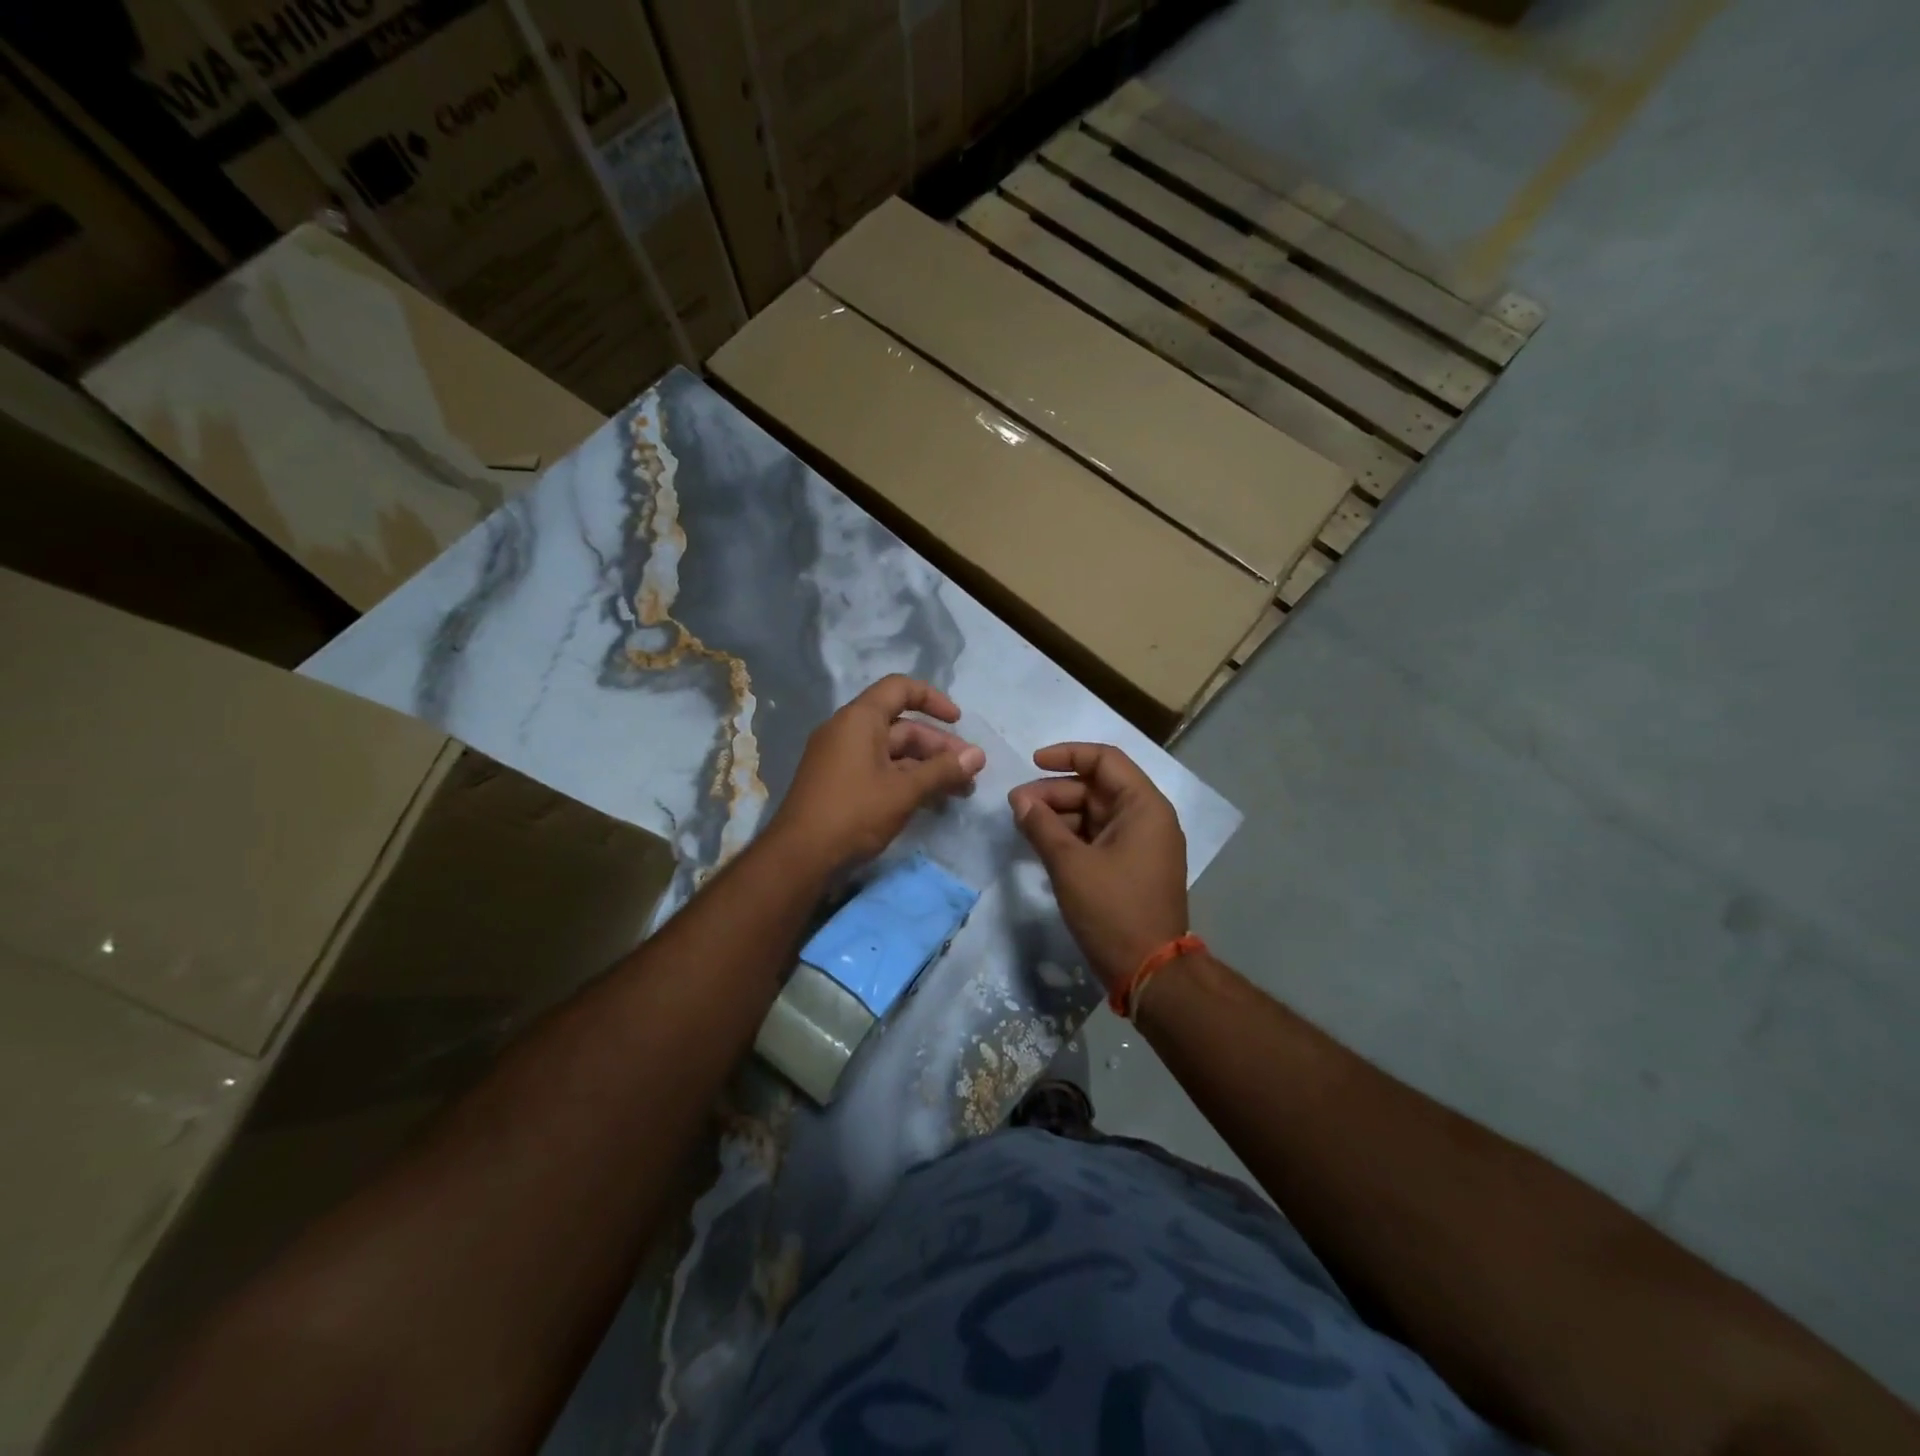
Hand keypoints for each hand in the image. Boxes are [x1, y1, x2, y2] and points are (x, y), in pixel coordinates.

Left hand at [767, 675, 985, 871]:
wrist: (799, 857)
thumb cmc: (853, 813)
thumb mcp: (904, 791)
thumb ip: (942, 771)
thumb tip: (978, 755)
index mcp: (859, 719)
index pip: (900, 689)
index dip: (933, 699)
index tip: (959, 722)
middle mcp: (847, 730)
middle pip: (901, 726)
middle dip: (938, 747)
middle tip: (969, 772)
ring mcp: (840, 758)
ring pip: (892, 752)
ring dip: (926, 767)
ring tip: (959, 791)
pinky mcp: (839, 783)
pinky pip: (879, 770)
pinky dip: (905, 779)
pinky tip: (930, 801)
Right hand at [1009, 743, 1188, 990]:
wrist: (1150, 972)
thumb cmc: (1113, 910)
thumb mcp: (1070, 864)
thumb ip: (1042, 826)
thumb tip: (1019, 800)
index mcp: (1144, 807)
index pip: (1105, 760)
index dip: (1067, 755)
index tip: (1032, 763)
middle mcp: (1147, 818)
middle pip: (1097, 787)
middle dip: (1055, 792)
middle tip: (1016, 806)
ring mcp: (1141, 844)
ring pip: (1095, 814)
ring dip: (1060, 815)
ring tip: (1024, 826)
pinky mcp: (1132, 867)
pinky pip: (1099, 838)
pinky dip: (1072, 837)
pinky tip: (1043, 845)